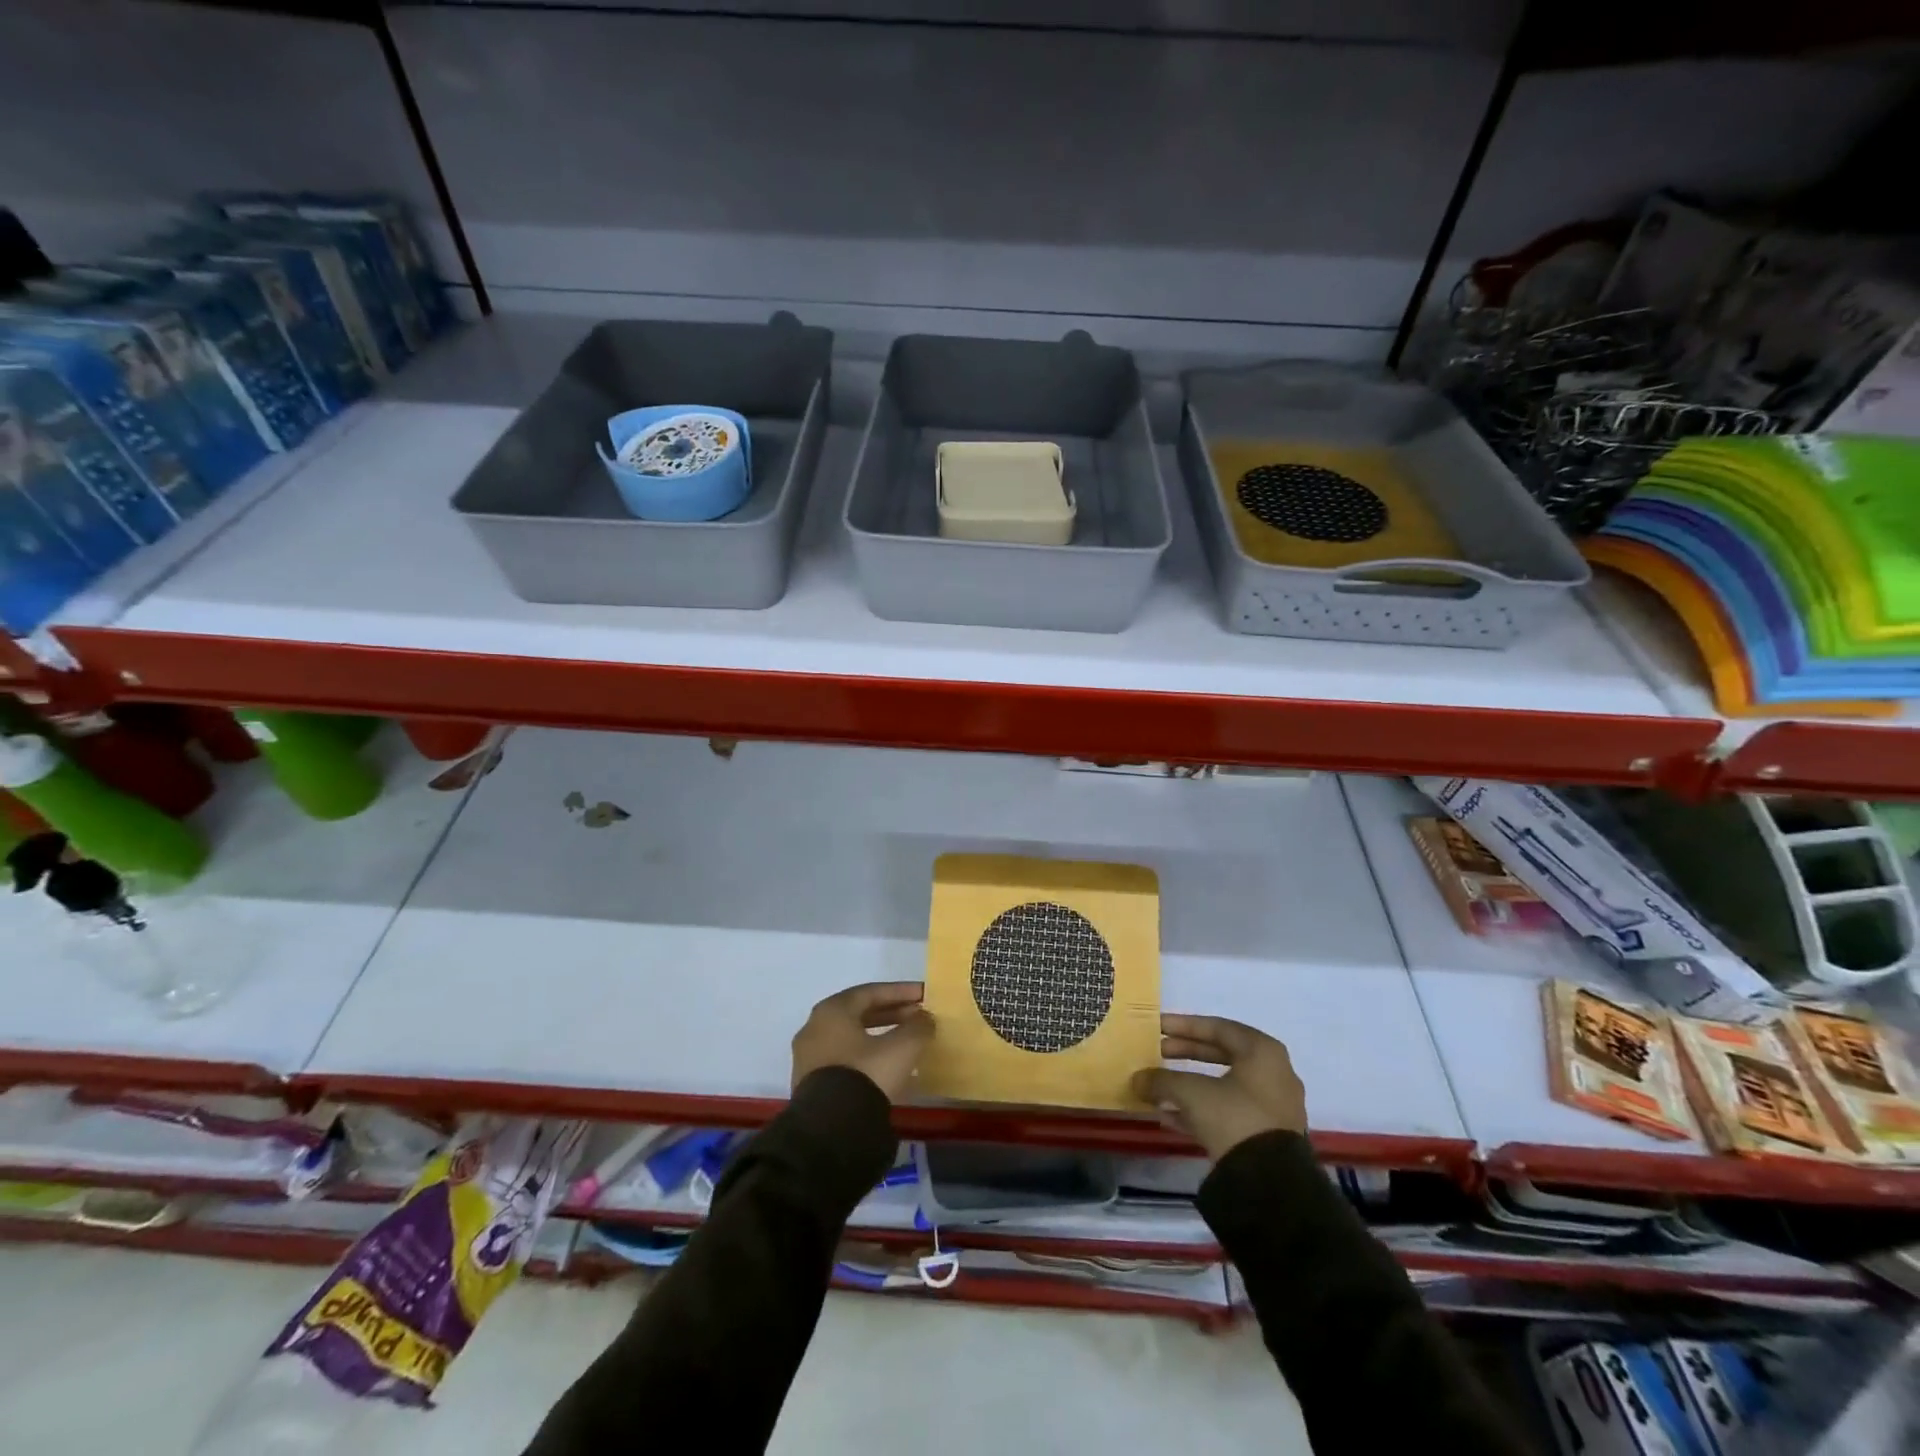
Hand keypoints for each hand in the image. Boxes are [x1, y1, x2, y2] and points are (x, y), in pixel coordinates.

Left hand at [791, 982, 934, 1102]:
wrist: (831, 1129)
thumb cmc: (866, 1074)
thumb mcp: (902, 1047)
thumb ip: (918, 1027)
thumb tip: (924, 1018)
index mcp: (832, 1010)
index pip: (871, 992)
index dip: (901, 992)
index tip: (924, 995)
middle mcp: (814, 1027)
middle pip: (859, 1014)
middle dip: (892, 1013)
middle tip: (918, 1017)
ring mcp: (809, 1057)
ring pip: (852, 1038)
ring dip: (880, 1037)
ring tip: (907, 1044)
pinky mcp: (811, 1084)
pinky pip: (845, 1060)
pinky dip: (868, 1057)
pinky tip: (888, 1069)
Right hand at [1131, 1014, 1306, 1161]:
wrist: (1270, 1184)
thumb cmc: (1233, 1118)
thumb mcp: (1190, 1093)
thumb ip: (1161, 1080)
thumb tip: (1137, 1080)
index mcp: (1262, 1052)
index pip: (1218, 1027)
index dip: (1183, 1025)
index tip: (1158, 1026)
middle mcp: (1273, 1073)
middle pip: (1222, 1054)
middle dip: (1186, 1053)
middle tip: (1157, 1052)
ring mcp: (1272, 1106)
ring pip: (1223, 1084)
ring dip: (1190, 1083)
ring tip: (1159, 1085)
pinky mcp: (1267, 1134)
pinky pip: (1229, 1111)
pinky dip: (1201, 1108)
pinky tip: (1170, 1116)